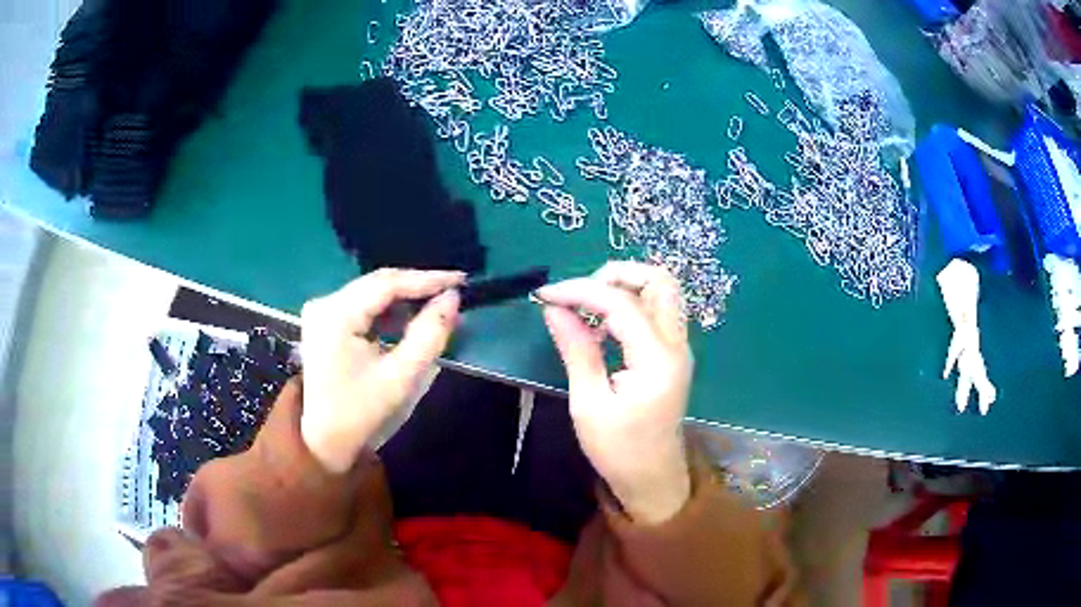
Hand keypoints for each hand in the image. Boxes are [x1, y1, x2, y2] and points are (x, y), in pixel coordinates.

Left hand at [299, 268, 464, 472]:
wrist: (324, 438)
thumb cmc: (361, 412)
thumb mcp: (400, 377)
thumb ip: (429, 335)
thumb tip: (452, 298)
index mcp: (336, 315)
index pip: (387, 283)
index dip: (426, 279)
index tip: (461, 280)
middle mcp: (325, 303)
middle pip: (378, 283)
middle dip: (417, 287)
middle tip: (453, 293)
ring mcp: (322, 310)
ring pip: (372, 291)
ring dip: (405, 298)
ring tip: (438, 306)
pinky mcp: (326, 320)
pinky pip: (363, 304)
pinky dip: (389, 309)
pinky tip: (410, 318)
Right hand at [537, 261, 693, 524]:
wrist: (653, 480)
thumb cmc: (619, 450)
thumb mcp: (589, 403)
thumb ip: (576, 350)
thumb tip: (553, 308)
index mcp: (656, 359)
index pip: (621, 303)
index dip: (580, 290)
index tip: (545, 295)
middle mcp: (676, 345)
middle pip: (659, 280)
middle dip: (616, 275)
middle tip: (579, 294)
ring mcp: (679, 348)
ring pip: (662, 291)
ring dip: (625, 287)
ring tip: (587, 307)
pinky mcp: (673, 354)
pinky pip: (657, 311)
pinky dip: (631, 304)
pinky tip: (603, 325)